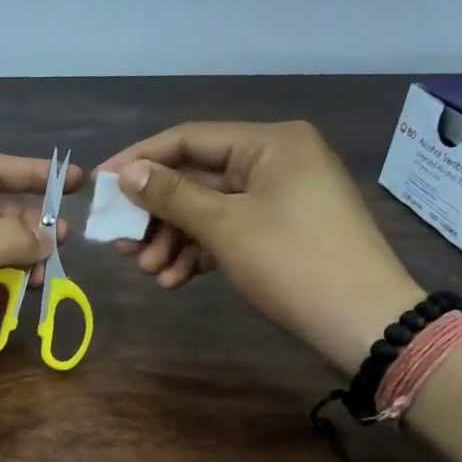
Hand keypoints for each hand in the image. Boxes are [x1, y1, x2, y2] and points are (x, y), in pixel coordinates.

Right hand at [96, 122, 423, 375]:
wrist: (362, 322)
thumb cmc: (292, 263)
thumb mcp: (225, 226)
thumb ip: (171, 195)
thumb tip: (126, 173)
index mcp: (269, 143)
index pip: (188, 139)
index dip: (139, 161)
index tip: (99, 186)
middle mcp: (274, 161)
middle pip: (195, 178)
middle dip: (156, 215)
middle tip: (122, 243)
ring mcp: (279, 198)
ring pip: (207, 210)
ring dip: (173, 240)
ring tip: (149, 271)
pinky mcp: (279, 231)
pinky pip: (227, 232)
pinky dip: (198, 253)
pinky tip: (175, 280)